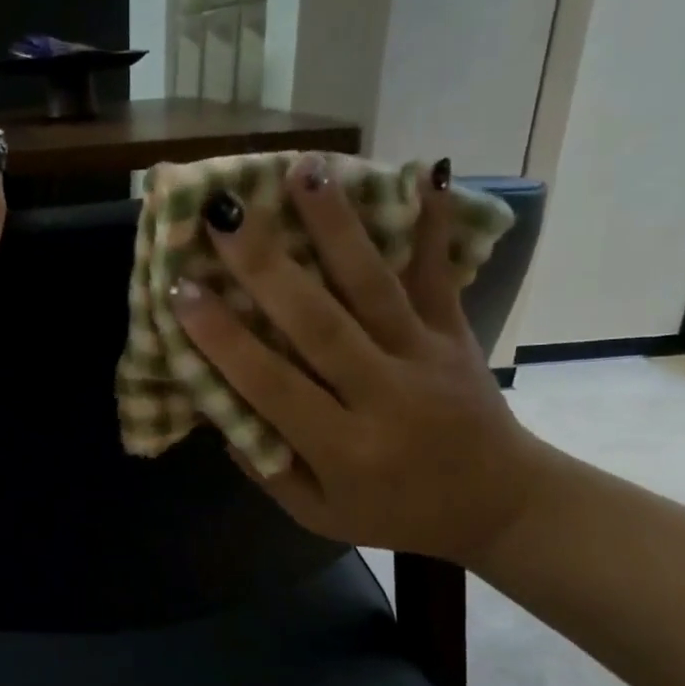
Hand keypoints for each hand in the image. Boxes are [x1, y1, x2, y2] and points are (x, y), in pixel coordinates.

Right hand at [171, 154, 547, 565]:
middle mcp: (384, 396)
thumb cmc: (396, 513)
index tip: (183, 290)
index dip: (224, 338)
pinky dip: (433, 224)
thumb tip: (217, 409)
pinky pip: (441, 276)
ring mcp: (425, 357)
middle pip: (319, 323)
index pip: (272, 385)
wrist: (501, 506)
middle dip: (266, 266)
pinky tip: (426, 170)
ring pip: (374, 286)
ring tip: (302, 171)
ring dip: (336, 226)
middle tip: (224, 214)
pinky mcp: (456, 334)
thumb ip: (267, 469)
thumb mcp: (319, 515)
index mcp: (343, 449)